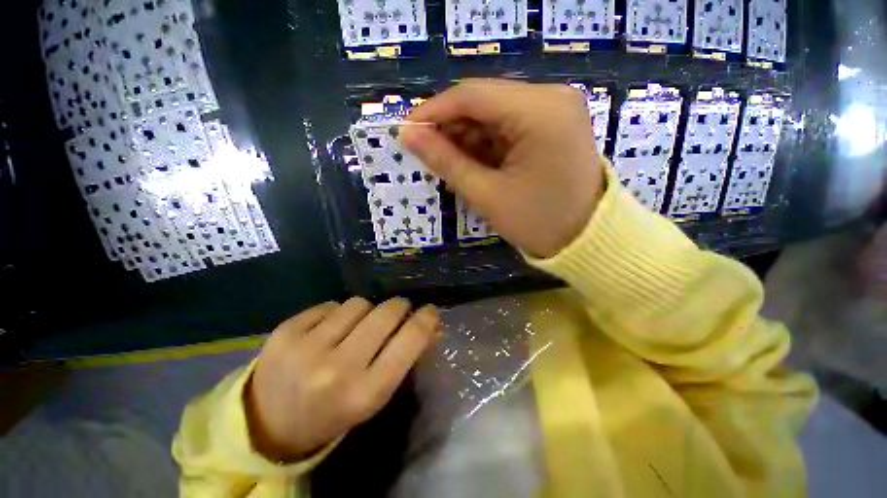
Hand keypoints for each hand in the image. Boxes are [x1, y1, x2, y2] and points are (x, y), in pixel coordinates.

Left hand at [245, 298, 438, 460]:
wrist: (270, 424)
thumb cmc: (335, 411)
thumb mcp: (375, 395)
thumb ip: (404, 358)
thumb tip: (430, 326)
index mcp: (366, 393)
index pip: (410, 341)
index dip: (425, 320)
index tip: (430, 311)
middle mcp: (337, 369)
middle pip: (385, 312)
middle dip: (399, 307)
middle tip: (397, 310)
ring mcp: (307, 348)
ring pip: (358, 303)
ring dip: (366, 311)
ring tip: (356, 326)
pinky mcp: (285, 331)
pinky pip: (330, 305)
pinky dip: (337, 313)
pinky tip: (327, 331)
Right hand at [401, 79, 605, 258]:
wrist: (586, 241)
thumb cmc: (537, 222)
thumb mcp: (486, 194)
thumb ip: (445, 161)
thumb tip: (408, 135)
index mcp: (540, 111)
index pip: (473, 95)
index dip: (434, 111)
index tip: (408, 131)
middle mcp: (552, 98)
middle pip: (484, 102)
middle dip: (452, 128)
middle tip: (429, 155)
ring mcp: (555, 110)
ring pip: (494, 114)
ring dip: (467, 138)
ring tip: (451, 166)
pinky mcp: (554, 125)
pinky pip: (509, 126)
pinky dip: (486, 144)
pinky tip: (474, 164)